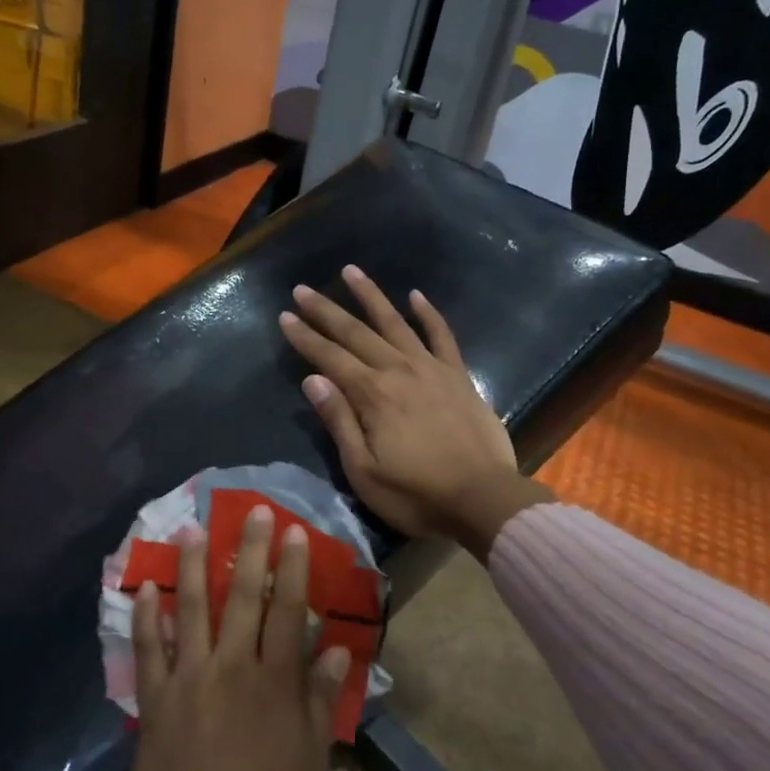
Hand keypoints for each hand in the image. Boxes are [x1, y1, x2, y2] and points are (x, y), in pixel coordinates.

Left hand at [91, 506, 348, 770]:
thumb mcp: (310, 767)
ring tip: (193, 528)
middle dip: (250, 550)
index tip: (294, 532)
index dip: (293, 569)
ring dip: (193, 565)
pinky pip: (148, 647)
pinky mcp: (154, 698)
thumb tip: (336, 648)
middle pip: (243, 597)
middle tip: (253, 511)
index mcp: (274, 684)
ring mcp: (188, 679)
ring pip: (191, 608)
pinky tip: (145, 585)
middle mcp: (232, 668)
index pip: (288, 612)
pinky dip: (145, 615)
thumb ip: (319, 701)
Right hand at [278, 265, 550, 558]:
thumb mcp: (364, 470)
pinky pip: (442, 336)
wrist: (484, 499)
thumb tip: (313, 379)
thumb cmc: (417, 494)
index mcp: (373, 395)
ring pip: (395, 323)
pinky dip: (428, 314)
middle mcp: (399, 370)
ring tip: (350, 271)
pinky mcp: (458, 376)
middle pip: (356, 333)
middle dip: (326, 311)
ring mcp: (432, 369)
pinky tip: (416, 295)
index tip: (285, 316)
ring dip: (371, 296)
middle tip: (302, 290)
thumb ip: (339, 422)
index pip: (330, 358)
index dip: (305, 337)